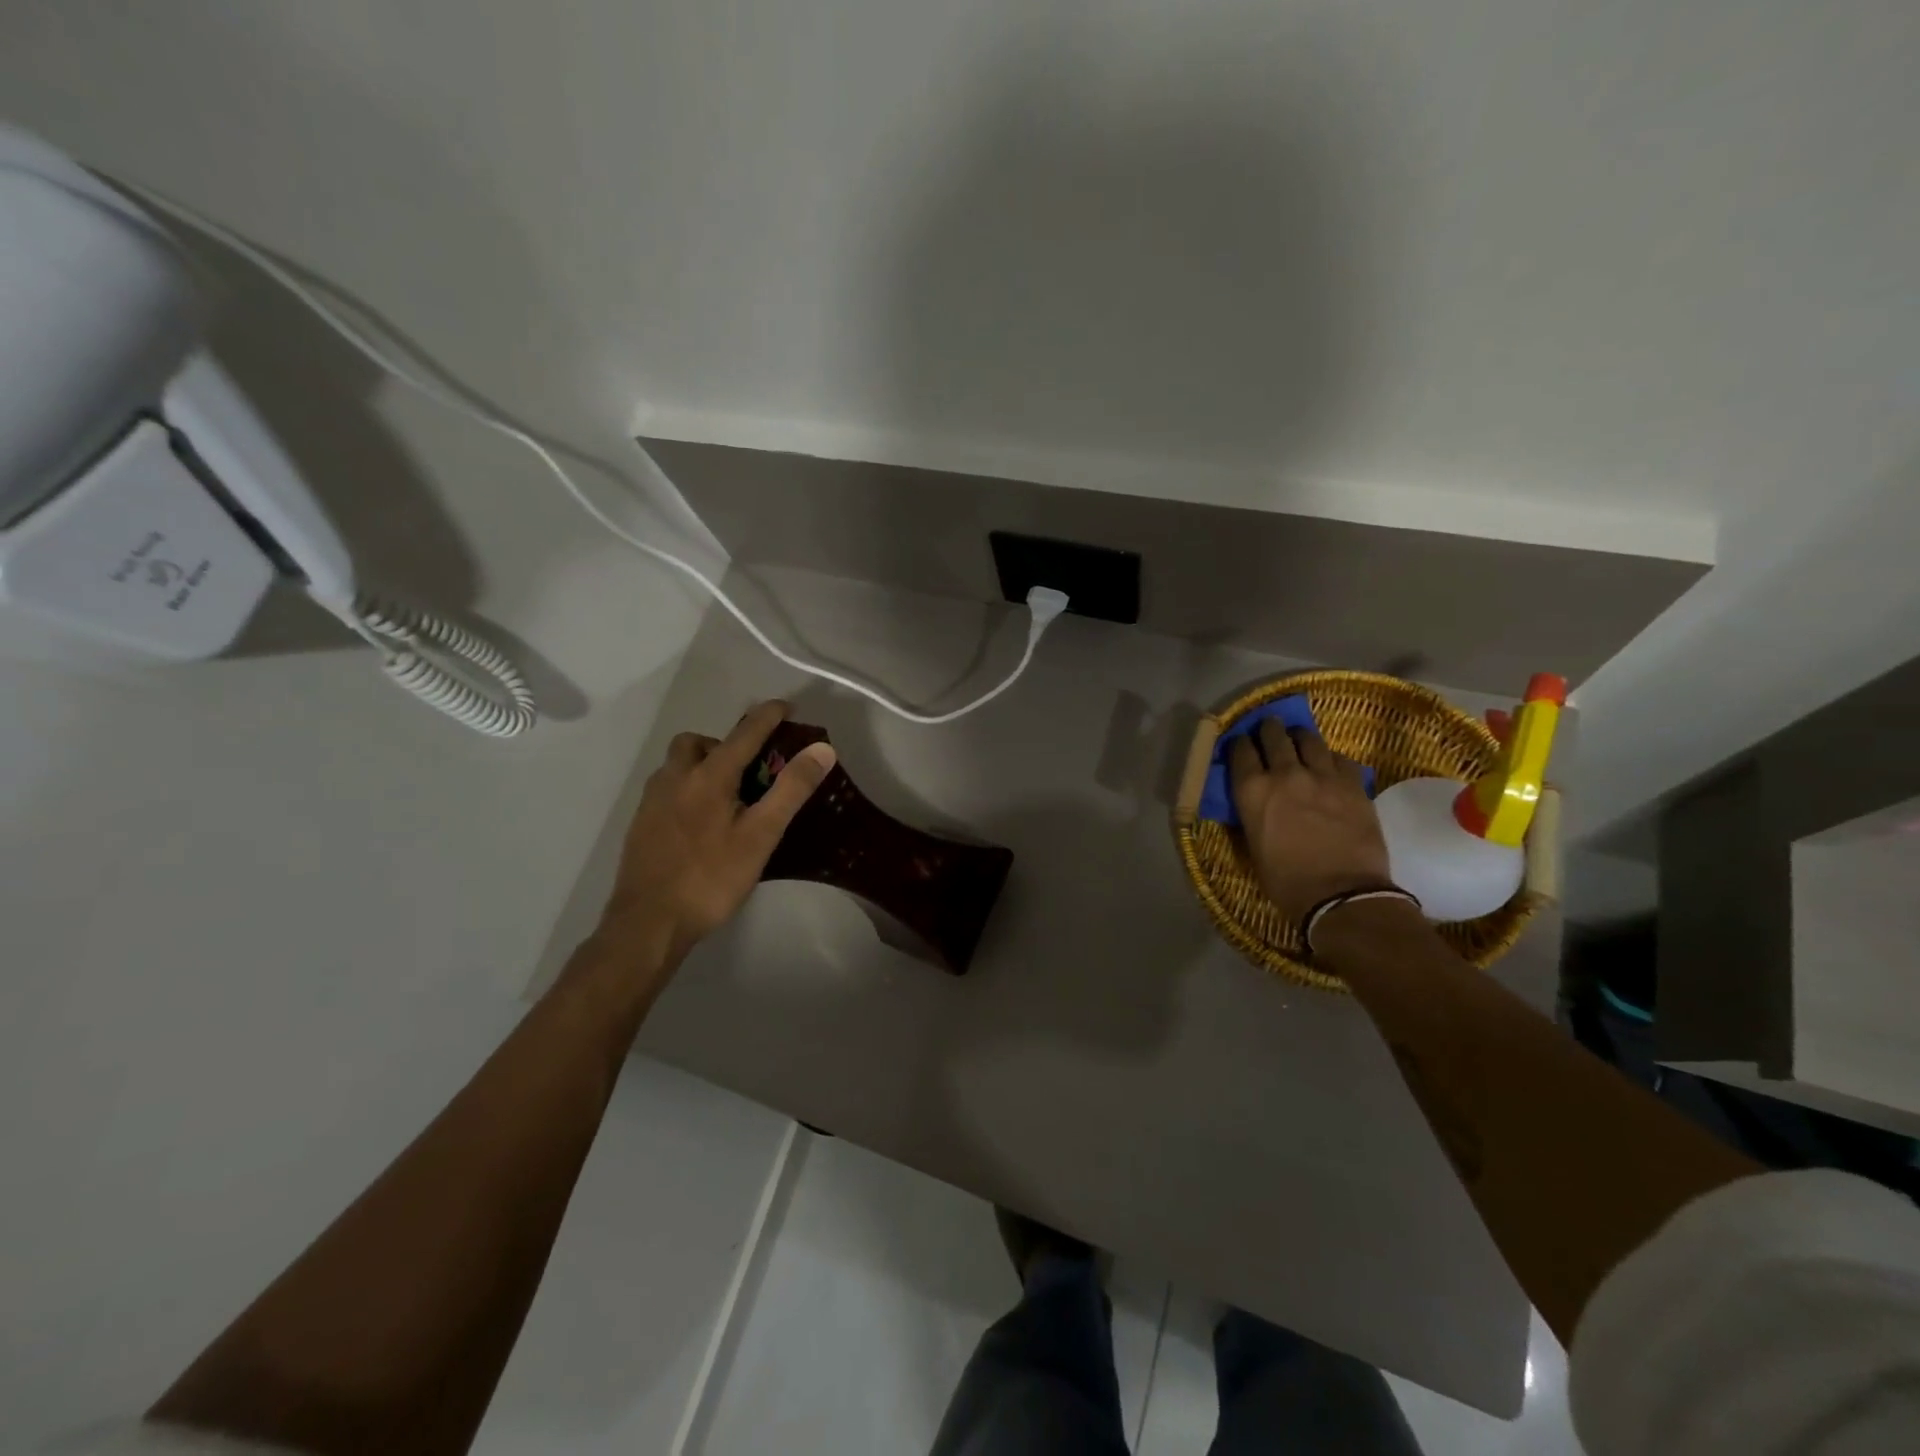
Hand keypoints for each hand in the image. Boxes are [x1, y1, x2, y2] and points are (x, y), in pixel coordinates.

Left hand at [600, 700, 836, 964]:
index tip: (787, 707)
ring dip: (703, 764)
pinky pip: (667, 788)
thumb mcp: (761, 835)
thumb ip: (791, 789)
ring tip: (728, 795)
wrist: (648, 923)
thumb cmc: (711, 878)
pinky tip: (701, 821)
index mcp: (708, 776)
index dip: (768, 716)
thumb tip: (822, 748)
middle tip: (750, 768)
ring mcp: (652, 801)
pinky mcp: (641, 824)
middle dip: (725, 743)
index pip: (744, 733)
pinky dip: (688, 787)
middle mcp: (675, 778)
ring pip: (677, 765)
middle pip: (698, 742)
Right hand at [1228, 719, 1393, 920]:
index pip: (1239, 751)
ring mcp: (1323, 776)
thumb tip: (1254, 800)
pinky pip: (1340, 758)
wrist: (1342, 895)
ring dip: (1300, 737)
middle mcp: (1285, 773)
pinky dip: (1331, 758)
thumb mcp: (1253, 845)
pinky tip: (1330, 766)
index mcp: (1252, 791)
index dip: (1238, 744)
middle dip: (1268, 729)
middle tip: (1269, 730)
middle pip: (1273, 735)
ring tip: (1299, 740)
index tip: (1240, 744)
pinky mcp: (1354, 784)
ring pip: (1309, 739)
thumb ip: (1253, 813)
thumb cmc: (1287, 880)